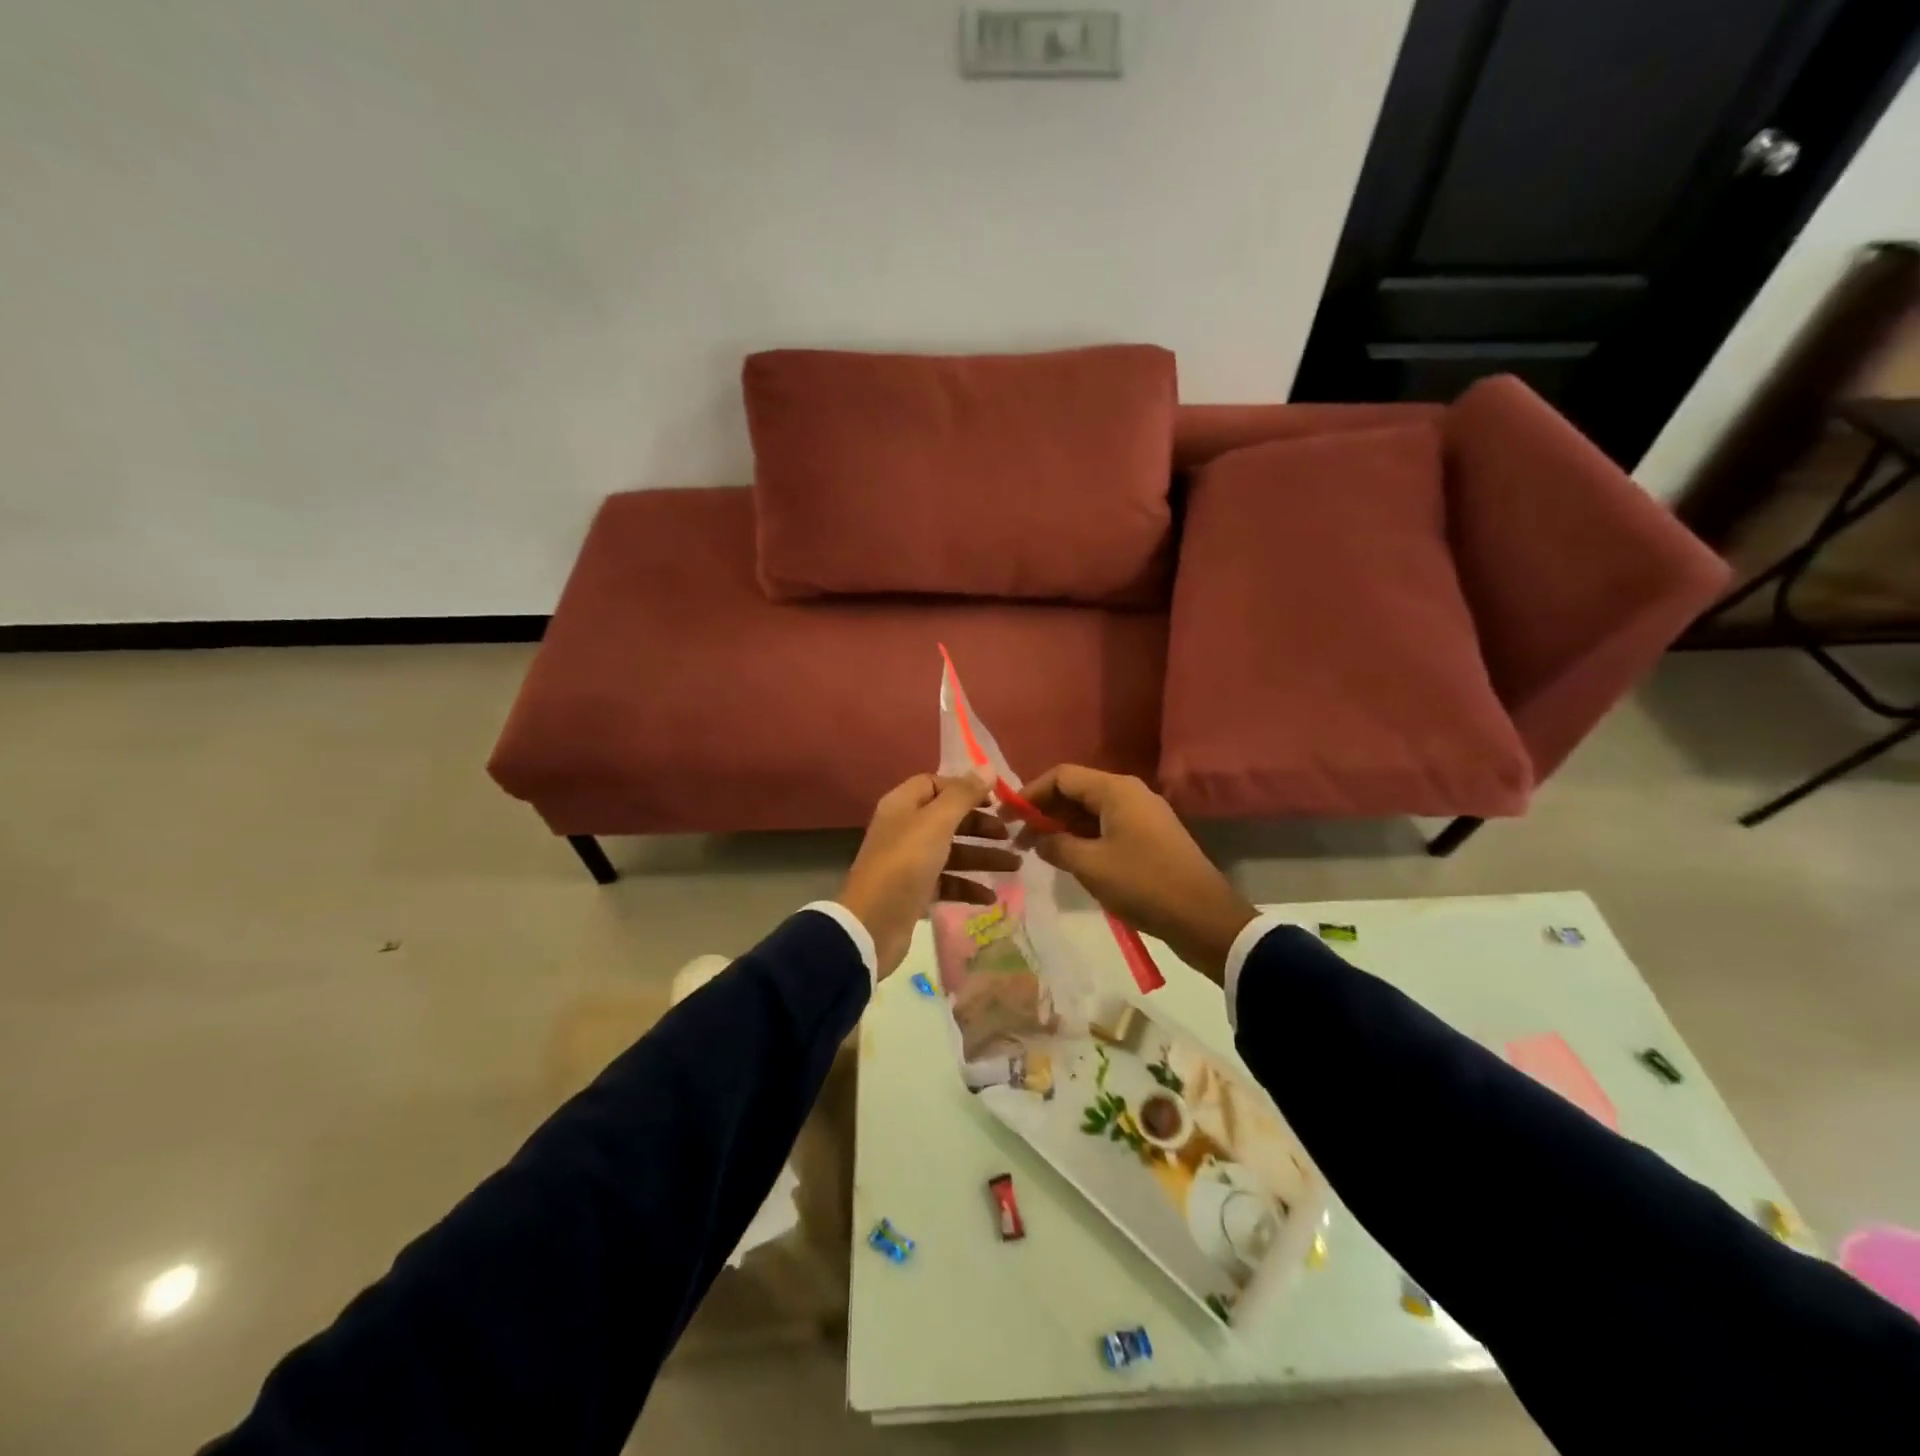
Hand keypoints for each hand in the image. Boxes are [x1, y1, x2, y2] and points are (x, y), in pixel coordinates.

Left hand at [837, 773, 1019, 977]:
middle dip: (980, 826)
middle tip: (1010, 834)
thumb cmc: (905, 864)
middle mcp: (905, 828)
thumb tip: (988, 767)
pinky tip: (991, 896)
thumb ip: (963, 795)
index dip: (965, 788)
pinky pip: (947, 881)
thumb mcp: (936, 823)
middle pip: (948, 818)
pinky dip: (968, 885)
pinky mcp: (915, 891)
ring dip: (982, 856)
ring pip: (952, 851)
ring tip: (1015, 866)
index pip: (935, 784)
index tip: (995, 801)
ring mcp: (909, 861)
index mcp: (903, 805)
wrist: (873, 924)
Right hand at [1016, 765, 1255, 983]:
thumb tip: (1039, 840)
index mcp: (1115, 790)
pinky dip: (1083, 837)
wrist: (1203, 918)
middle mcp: (1129, 793)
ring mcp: (1143, 815)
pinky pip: (1107, 827)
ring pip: (1091, 810)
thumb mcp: (1090, 865)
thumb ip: (1056, 846)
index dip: (1030, 793)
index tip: (1006, 817)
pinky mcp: (1150, 837)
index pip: (1061, 776)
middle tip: (1018, 839)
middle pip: (1076, 791)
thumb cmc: (1142, 884)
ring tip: (1037, 852)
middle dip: (1044, 811)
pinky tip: (1069, 859)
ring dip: (1062, 827)